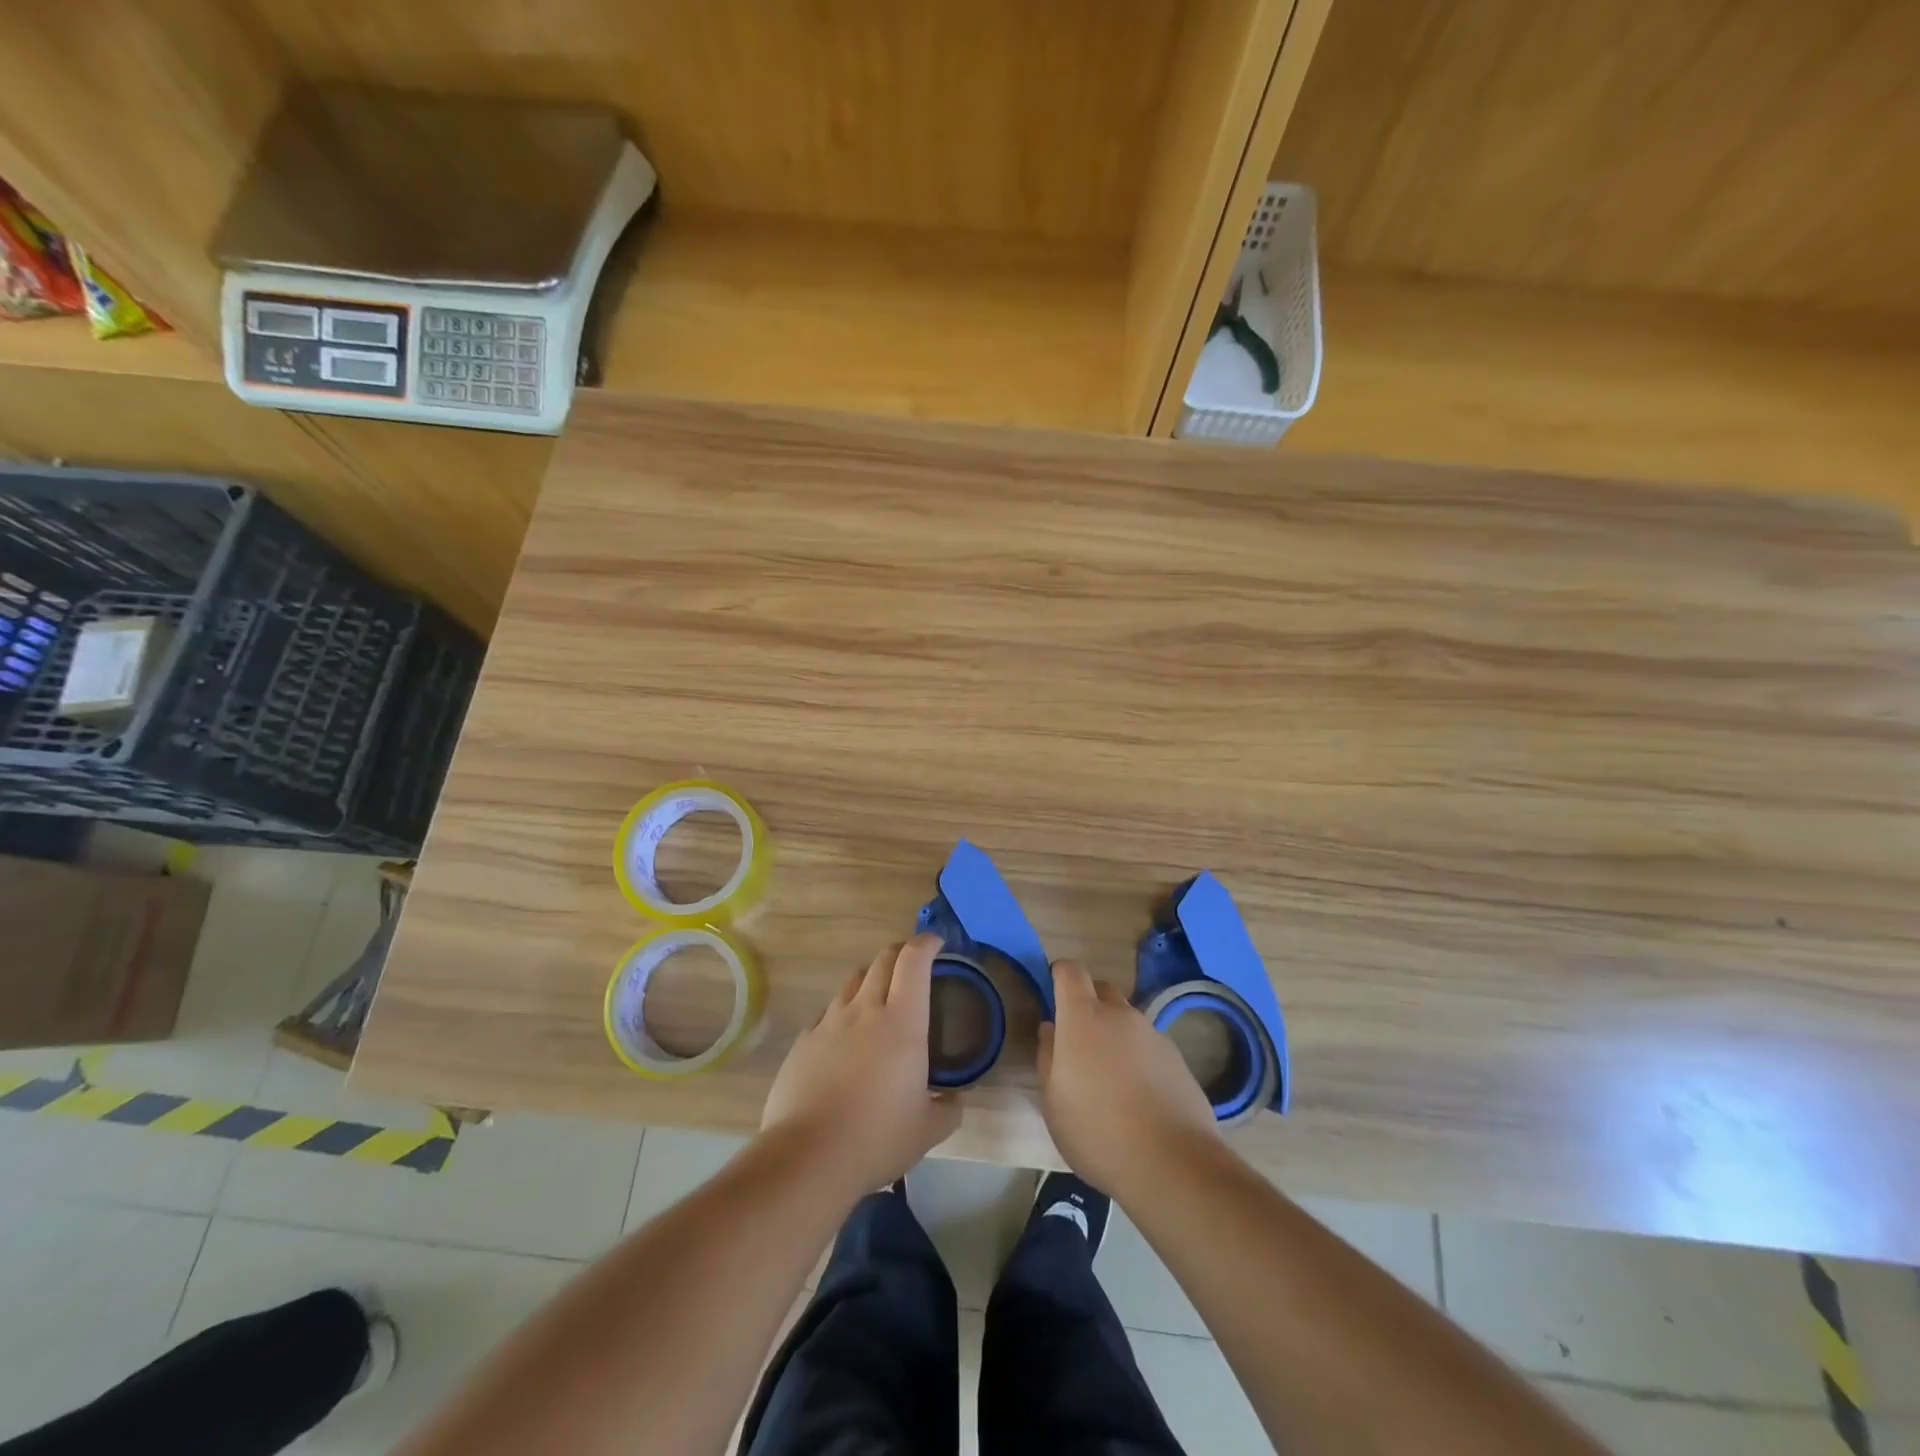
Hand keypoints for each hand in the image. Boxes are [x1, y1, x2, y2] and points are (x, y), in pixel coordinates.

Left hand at [761, 933, 961, 1197]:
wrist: (808, 1156)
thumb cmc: (877, 1137)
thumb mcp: (928, 1130)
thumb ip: (949, 1109)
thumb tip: (956, 1100)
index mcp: (903, 1022)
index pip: (914, 960)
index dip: (927, 943)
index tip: (937, 944)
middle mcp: (866, 1009)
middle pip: (882, 960)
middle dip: (900, 952)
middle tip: (912, 966)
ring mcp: (829, 1022)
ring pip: (853, 981)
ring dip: (870, 979)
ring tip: (878, 999)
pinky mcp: (803, 1040)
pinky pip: (827, 1013)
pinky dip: (842, 1014)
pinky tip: (844, 1039)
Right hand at [1037, 959, 1220, 1198]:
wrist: (1172, 1162)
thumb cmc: (1097, 1131)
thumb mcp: (1053, 1101)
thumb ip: (1047, 1057)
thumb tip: (1051, 1029)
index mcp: (1083, 1018)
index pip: (1070, 972)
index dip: (1060, 974)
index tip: (1052, 990)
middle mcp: (1119, 1015)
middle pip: (1102, 989)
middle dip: (1088, 1003)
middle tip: (1079, 1040)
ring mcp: (1152, 1034)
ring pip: (1127, 1019)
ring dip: (1114, 1034)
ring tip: (1110, 1077)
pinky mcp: (1177, 1058)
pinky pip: (1148, 1044)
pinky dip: (1138, 1057)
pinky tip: (1138, 1095)